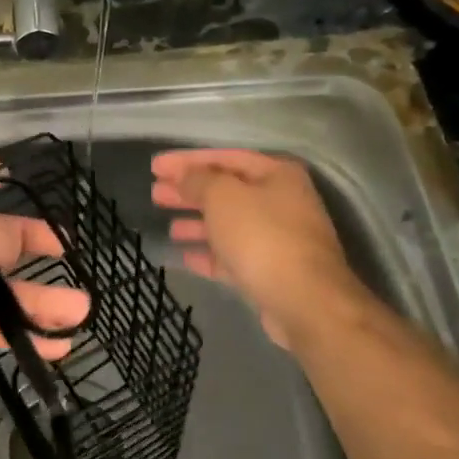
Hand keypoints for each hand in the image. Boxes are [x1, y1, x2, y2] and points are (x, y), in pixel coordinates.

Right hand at [151, 148, 366, 350]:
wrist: (303, 301)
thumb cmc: (262, 236)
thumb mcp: (223, 197)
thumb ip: (199, 180)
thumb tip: (185, 177)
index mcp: (277, 174)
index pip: (225, 157)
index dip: (187, 160)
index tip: (155, 166)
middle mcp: (282, 202)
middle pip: (226, 191)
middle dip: (189, 191)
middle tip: (155, 193)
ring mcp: (278, 239)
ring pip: (229, 225)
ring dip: (197, 223)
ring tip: (168, 227)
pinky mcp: (271, 271)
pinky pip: (233, 256)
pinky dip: (209, 254)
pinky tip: (185, 256)